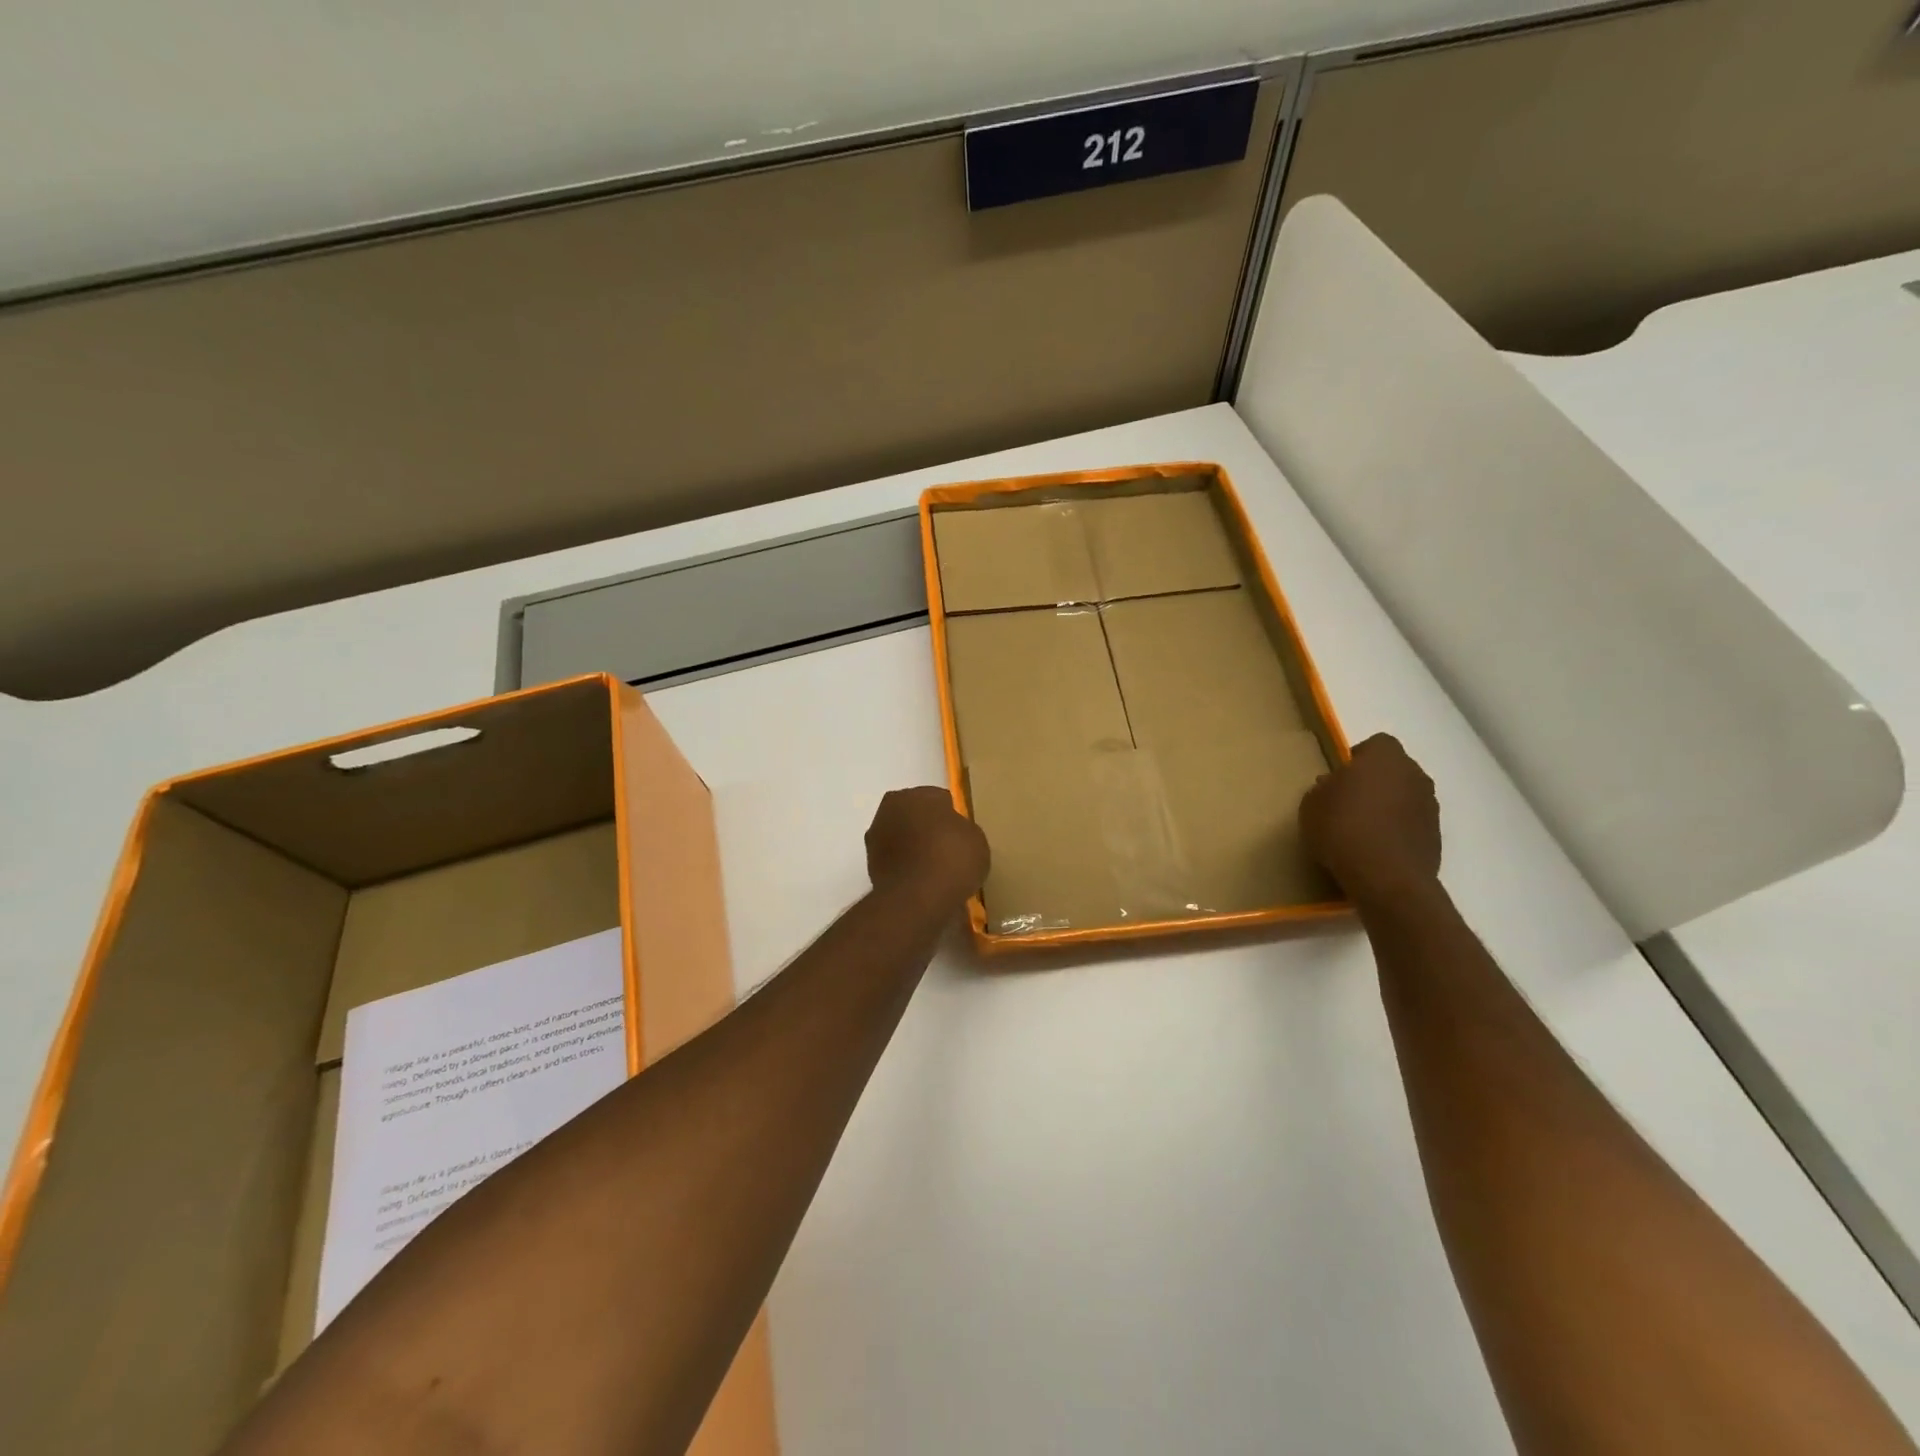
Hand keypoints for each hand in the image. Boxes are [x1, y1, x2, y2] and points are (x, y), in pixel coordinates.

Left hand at [865, 786, 990, 907]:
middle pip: (915, 815)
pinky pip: (896, 860)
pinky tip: (922, 882)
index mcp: (915, 794)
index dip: (952, 816)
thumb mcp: (975, 838)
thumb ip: (961, 828)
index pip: (938, 799)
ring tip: (935, 869)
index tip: (961, 834)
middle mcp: (889, 809)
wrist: (917, 899)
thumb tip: (951, 833)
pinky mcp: (869, 866)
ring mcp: (875, 838)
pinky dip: (905, 867)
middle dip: (928, 828)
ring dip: (913, 847)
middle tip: (948, 849)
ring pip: (901, 837)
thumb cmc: (951, 858)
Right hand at [1299, 734, 1441, 906]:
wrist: (1385, 877)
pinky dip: (1396, 831)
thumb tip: (1333, 786)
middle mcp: (1414, 775)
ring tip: (1360, 829)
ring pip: (1405, 797)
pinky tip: (1374, 849)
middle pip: (1394, 770)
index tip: (1340, 777)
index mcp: (1385, 757)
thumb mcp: (1312, 803)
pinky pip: (1410, 824)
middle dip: (1375, 782)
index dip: (1358, 758)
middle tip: (1347, 801)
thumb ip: (1324, 788)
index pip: (1376, 744)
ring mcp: (1430, 807)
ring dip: (1388, 807)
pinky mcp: (1435, 837)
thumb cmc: (1342, 827)